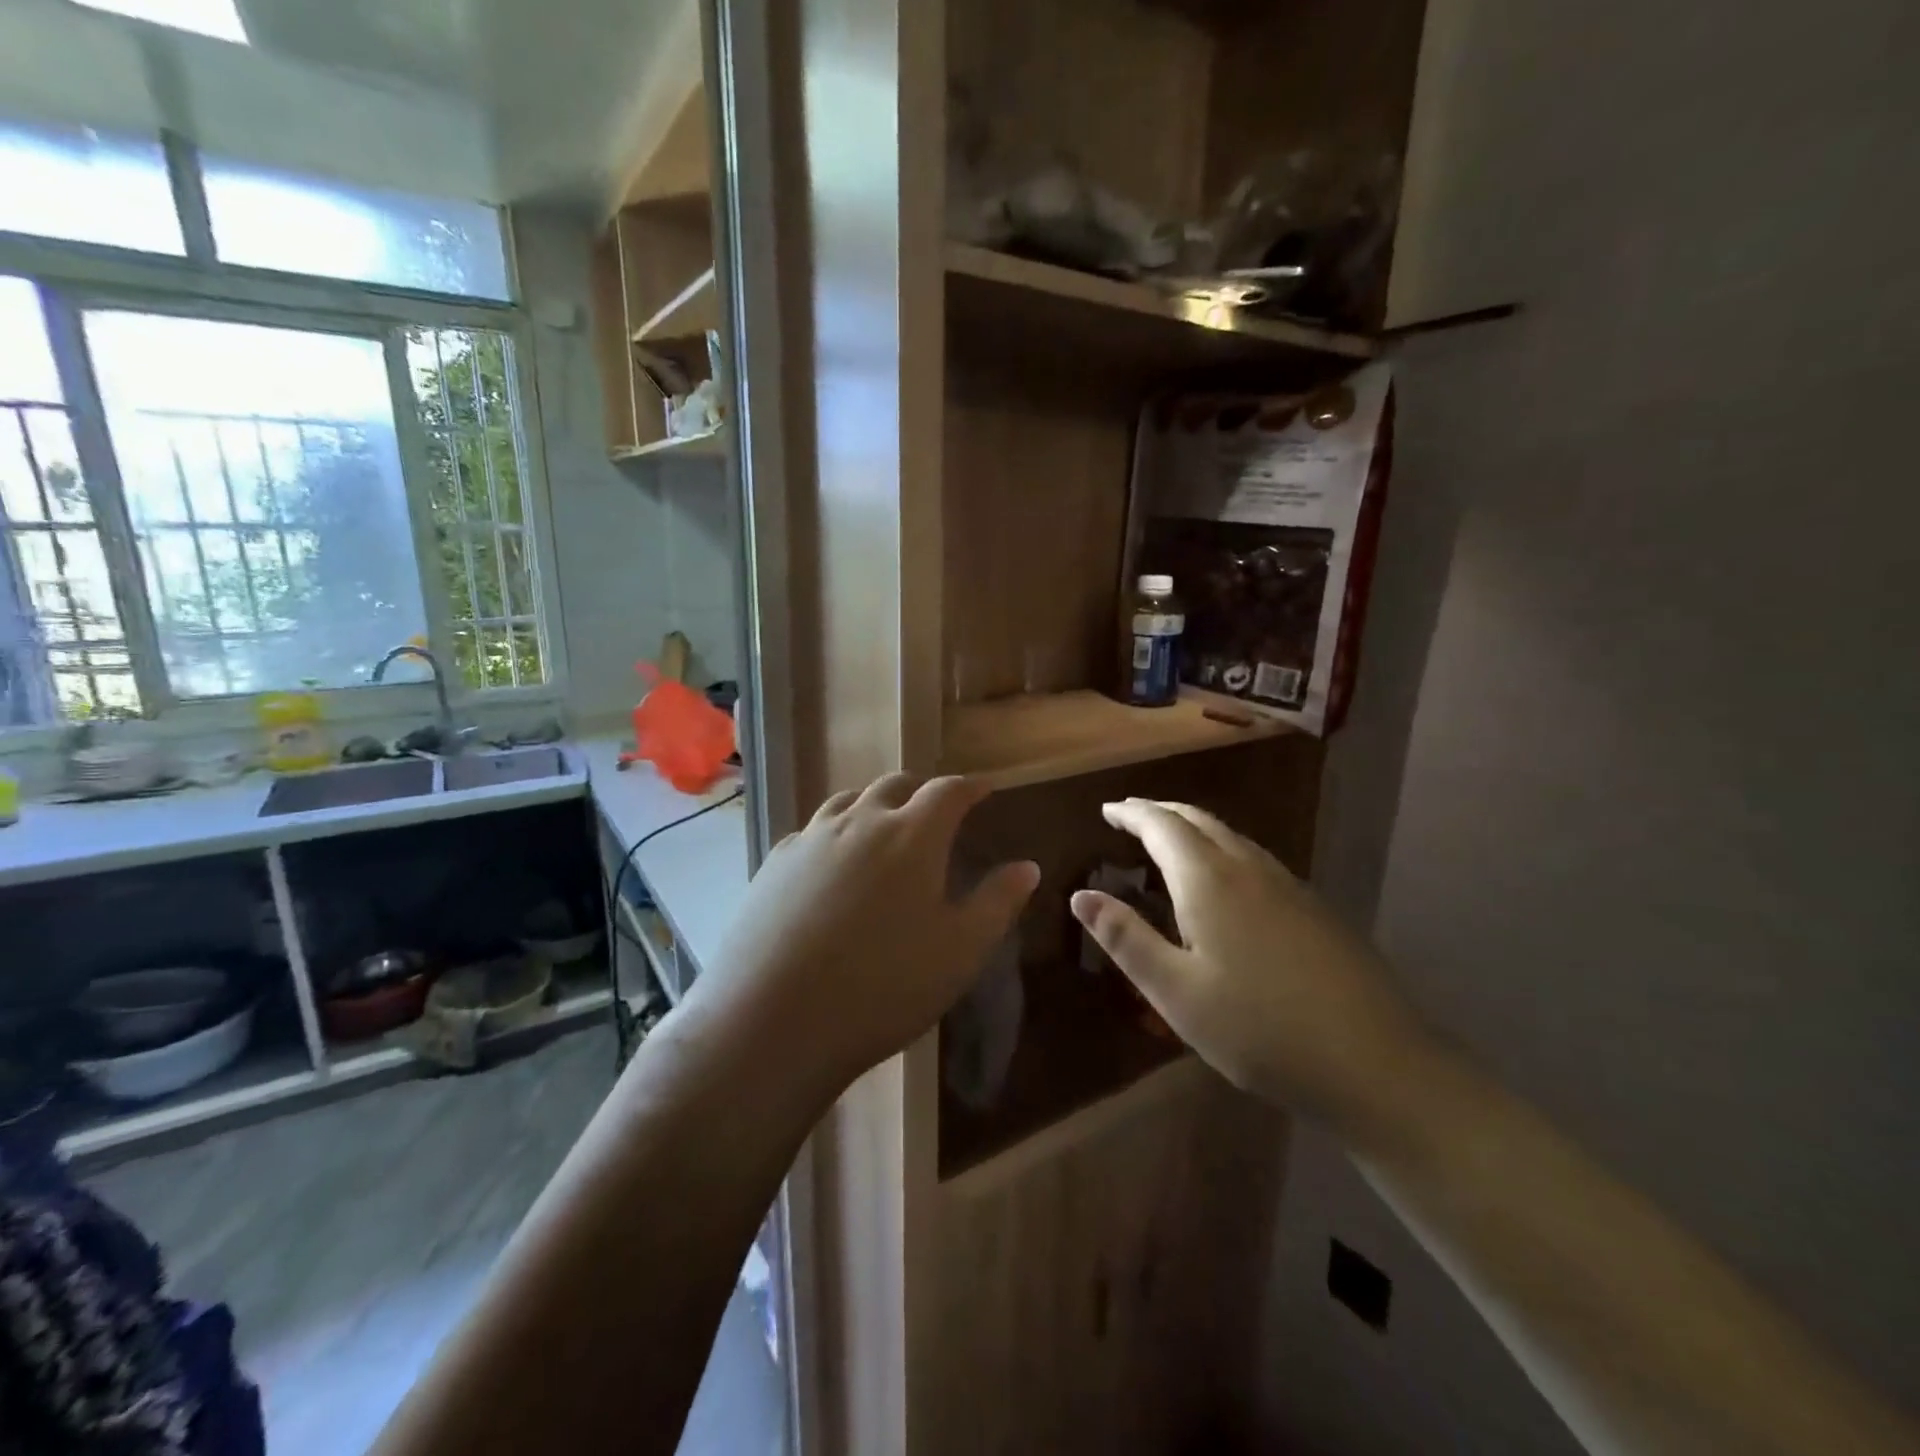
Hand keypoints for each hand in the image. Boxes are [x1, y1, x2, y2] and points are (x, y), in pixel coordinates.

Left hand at [690, 774, 1038, 1099]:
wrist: (773, 1020)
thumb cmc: (884, 986)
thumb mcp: (960, 951)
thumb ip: (997, 902)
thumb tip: (1027, 866)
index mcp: (912, 836)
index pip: (948, 791)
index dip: (971, 786)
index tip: (985, 788)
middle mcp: (860, 822)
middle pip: (895, 785)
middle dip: (922, 789)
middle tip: (936, 808)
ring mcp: (812, 839)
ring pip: (850, 800)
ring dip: (876, 803)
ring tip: (886, 824)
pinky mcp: (776, 863)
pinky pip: (814, 830)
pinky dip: (836, 831)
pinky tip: (833, 861)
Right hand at [1070, 799, 1430, 1129]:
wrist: (1376, 1063)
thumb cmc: (1258, 1029)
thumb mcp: (1176, 991)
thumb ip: (1126, 939)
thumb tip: (1082, 895)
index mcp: (1209, 880)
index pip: (1162, 825)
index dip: (1131, 813)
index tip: (1107, 810)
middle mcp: (1248, 868)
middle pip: (1198, 819)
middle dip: (1160, 812)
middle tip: (1131, 815)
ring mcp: (1288, 885)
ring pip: (1231, 836)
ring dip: (1193, 827)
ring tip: (1169, 839)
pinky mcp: (1314, 908)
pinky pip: (1254, 858)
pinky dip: (1221, 849)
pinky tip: (1224, 879)